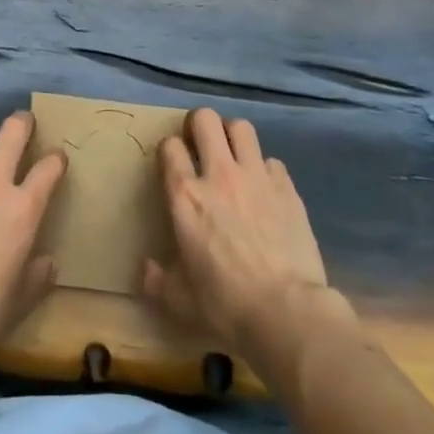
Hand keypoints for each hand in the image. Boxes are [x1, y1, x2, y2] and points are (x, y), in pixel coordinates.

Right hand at [144, 108, 352, 368]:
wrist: (288, 313)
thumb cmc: (226, 305)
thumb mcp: (180, 301)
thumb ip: (158, 280)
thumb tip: (146, 269)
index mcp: (186, 196)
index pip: (170, 146)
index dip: (170, 150)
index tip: (174, 164)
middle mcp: (218, 175)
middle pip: (205, 119)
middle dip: (199, 125)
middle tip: (201, 144)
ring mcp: (255, 177)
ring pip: (241, 128)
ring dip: (233, 137)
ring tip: (233, 155)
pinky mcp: (286, 188)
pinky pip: (272, 161)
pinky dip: (265, 170)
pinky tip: (265, 189)